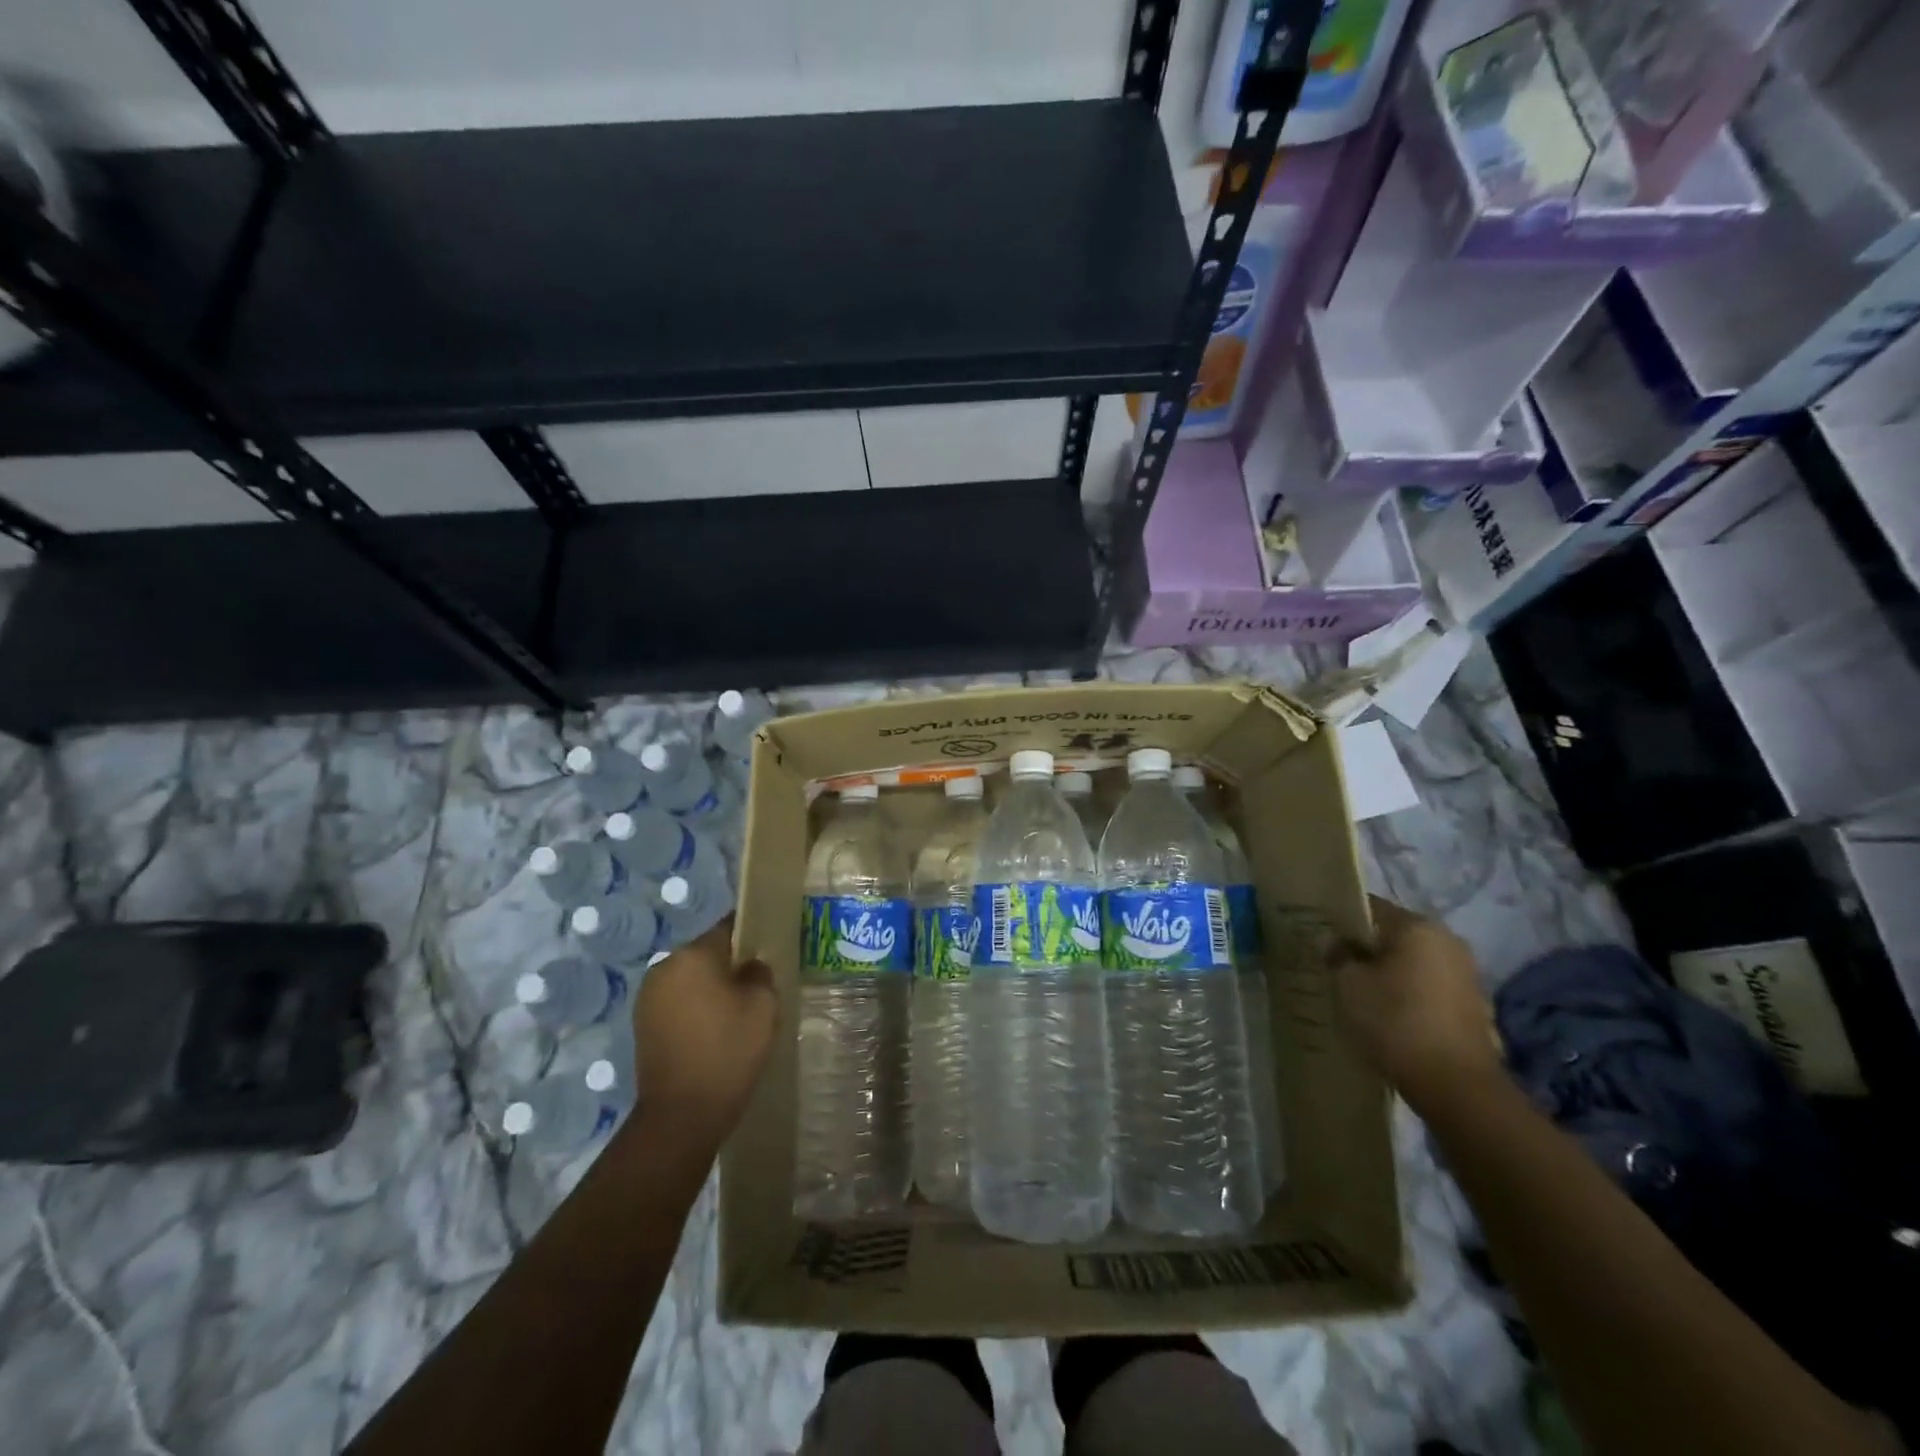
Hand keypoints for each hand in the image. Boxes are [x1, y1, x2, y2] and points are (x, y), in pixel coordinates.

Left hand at [632, 916, 777, 1142]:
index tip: (768, 948)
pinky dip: (695, 1008)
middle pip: (706, 953)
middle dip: (730, 964)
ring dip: (710, 987)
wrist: (682, 1114)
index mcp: (693, 954)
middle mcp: (664, 966)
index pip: (728, 927)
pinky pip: (677, 1001)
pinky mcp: (642, 1024)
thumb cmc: (728, 1050)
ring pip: (690, 978)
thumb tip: (750, 966)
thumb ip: (760, 973)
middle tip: (756, 986)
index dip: (751, 934)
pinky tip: (713, 1030)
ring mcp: (648, 996)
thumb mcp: (763, 1005)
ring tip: (735, 1012)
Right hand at [1335, 897, 1501, 1104]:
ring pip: (1414, 964)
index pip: (1371, 908)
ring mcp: (1466, 975)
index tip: (1321, 935)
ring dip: (1389, 974)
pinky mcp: (1474, 1007)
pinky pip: (1430, 989)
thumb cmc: (1395, 1022)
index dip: (1342, 919)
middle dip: (1367, 949)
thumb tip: (1331, 939)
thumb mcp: (1349, 986)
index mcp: (1417, 926)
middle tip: (1336, 965)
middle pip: (1395, 936)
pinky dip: (1409, 996)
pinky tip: (1389, 1016)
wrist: (1457, 1087)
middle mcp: (1447, 941)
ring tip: (1360, 993)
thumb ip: (1337, 955)